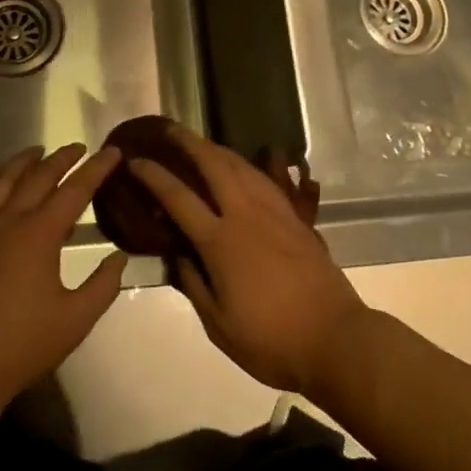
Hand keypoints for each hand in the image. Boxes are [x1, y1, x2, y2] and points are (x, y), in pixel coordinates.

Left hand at [0, 144, 128, 416]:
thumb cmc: (21, 345)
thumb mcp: (75, 320)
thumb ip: (102, 286)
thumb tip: (119, 257)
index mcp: (40, 233)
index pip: (75, 190)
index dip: (97, 168)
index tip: (113, 151)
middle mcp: (8, 220)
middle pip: (38, 177)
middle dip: (61, 159)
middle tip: (78, 148)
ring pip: (0, 183)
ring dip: (21, 164)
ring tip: (35, 152)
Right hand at [129, 126, 368, 396]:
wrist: (334, 338)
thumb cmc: (271, 340)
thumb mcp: (219, 325)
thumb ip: (193, 284)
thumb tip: (178, 254)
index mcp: (220, 242)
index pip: (178, 198)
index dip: (154, 176)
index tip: (136, 161)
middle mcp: (245, 215)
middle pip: (214, 165)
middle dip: (189, 143)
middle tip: (170, 130)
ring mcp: (274, 212)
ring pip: (242, 165)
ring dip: (217, 149)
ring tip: (201, 143)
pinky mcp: (295, 218)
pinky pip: (265, 179)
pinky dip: (245, 165)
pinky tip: (241, 167)